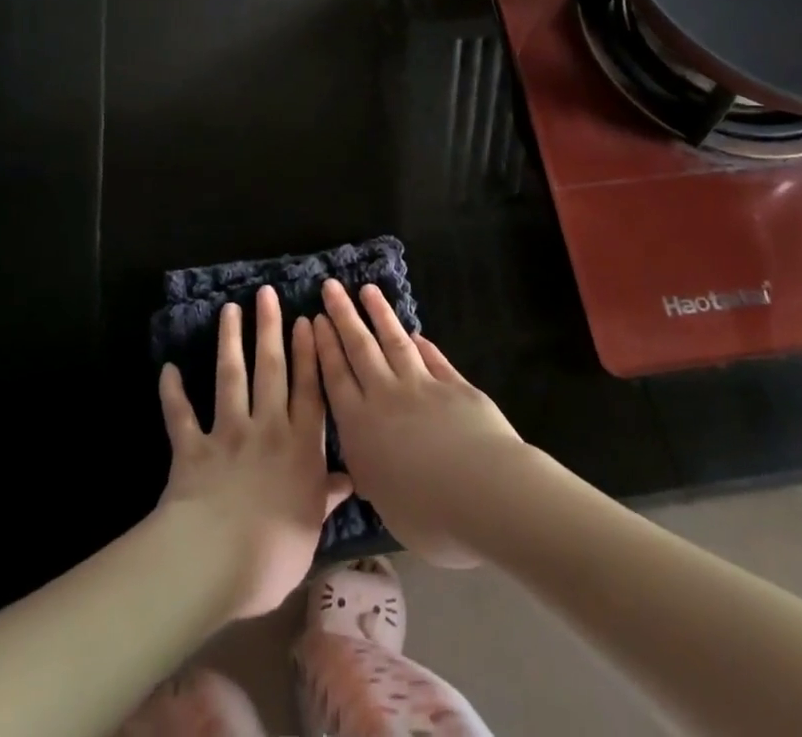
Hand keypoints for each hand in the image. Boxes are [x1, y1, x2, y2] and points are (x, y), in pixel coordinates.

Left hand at [157, 285, 353, 619]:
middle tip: (267, 294)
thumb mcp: (312, 526)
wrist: (218, 559)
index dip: (309, 354)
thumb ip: (326, 495)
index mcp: (301, 446)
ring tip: (229, 310)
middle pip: (271, 370)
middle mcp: (267, 429)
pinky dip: (173, 393)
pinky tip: (168, 369)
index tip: (306, 320)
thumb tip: (350, 478)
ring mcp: (228, 434)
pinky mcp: (192, 448)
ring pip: (230, 378)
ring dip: (229, 342)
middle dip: (270, 329)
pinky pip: (181, 416)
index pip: (309, 390)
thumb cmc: (276, 550)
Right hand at [313, 281, 527, 567]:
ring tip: (367, 289)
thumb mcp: (386, 504)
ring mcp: (422, 386)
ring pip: (394, 341)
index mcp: (361, 428)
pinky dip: (422, 343)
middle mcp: (386, 397)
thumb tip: (367, 463)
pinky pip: (432, 358)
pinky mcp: (454, 384)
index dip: (324, 346)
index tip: (315, 318)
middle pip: (360, 348)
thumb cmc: (430, 516)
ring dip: (379, 314)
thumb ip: (373, 475)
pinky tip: (415, 332)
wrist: (486, 492)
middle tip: (331, 286)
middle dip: (343, 315)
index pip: (336, 377)